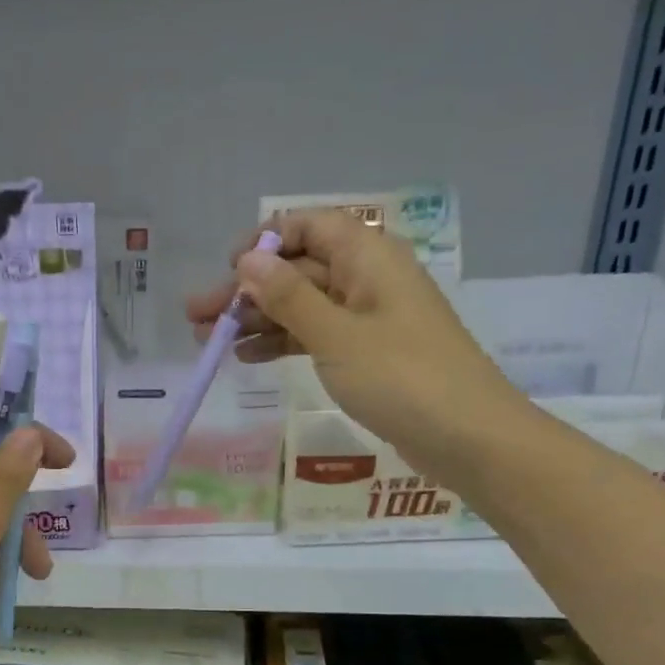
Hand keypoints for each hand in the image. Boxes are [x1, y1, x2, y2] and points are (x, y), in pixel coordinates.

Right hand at [185, 210, 525, 473]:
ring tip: (210, 342)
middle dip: (247, 291)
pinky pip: (316, 336)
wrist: (468, 438)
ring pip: (303, 306)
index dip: (265, 242)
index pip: (310, 227)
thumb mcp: (336, 336)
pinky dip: (282, 344)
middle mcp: (368, 278)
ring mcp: (368, 318)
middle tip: (196, 316)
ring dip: (257, 320)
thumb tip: (248, 259)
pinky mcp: (367, 354)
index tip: (226, 269)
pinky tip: (247, 358)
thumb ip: (289, 297)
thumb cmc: (402, 378)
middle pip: (298, 271)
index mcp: (369, 258)